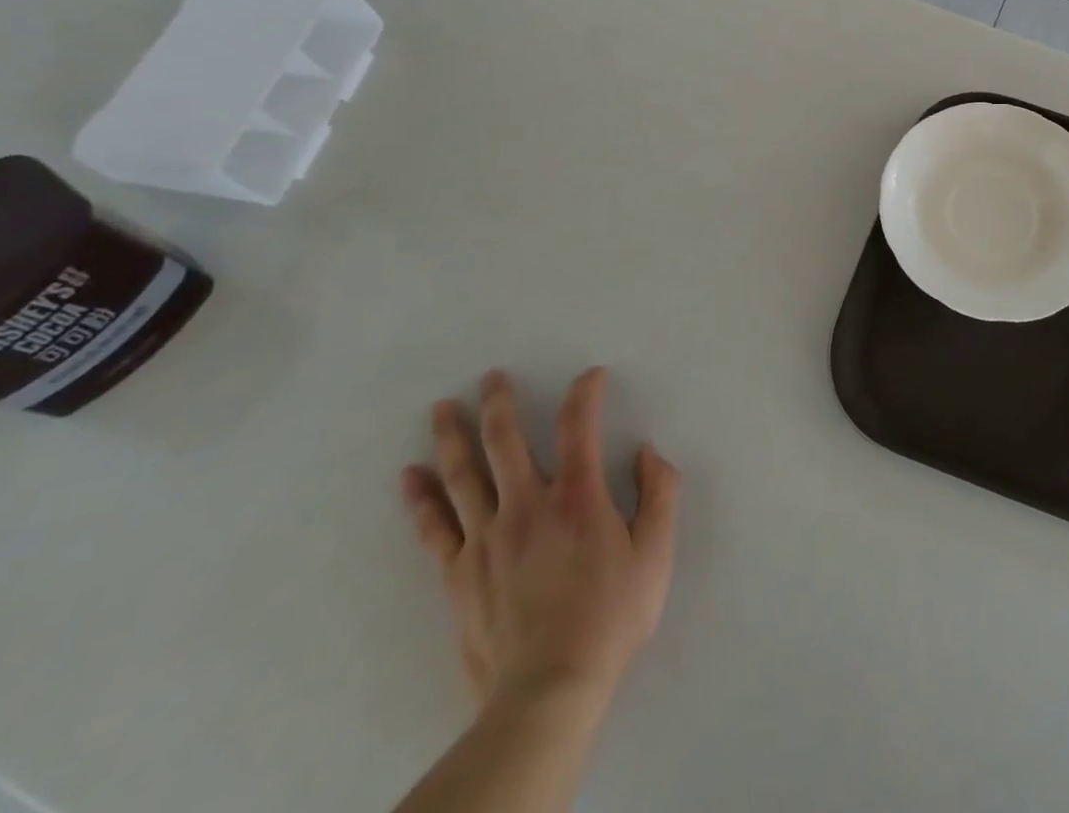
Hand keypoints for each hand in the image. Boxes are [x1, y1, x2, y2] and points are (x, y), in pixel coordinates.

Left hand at [400, 368, 680, 714]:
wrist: (548, 691)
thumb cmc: (610, 618)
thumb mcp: (655, 554)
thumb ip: (659, 494)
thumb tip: (648, 452)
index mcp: (577, 496)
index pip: (579, 423)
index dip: (586, 391)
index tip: (592, 376)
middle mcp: (527, 504)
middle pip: (505, 439)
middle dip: (498, 402)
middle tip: (490, 377)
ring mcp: (486, 539)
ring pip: (462, 475)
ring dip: (451, 436)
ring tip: (441, 408)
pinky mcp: (459, 574)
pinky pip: (434, 528)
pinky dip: (420, 499)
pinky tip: (409, 477)